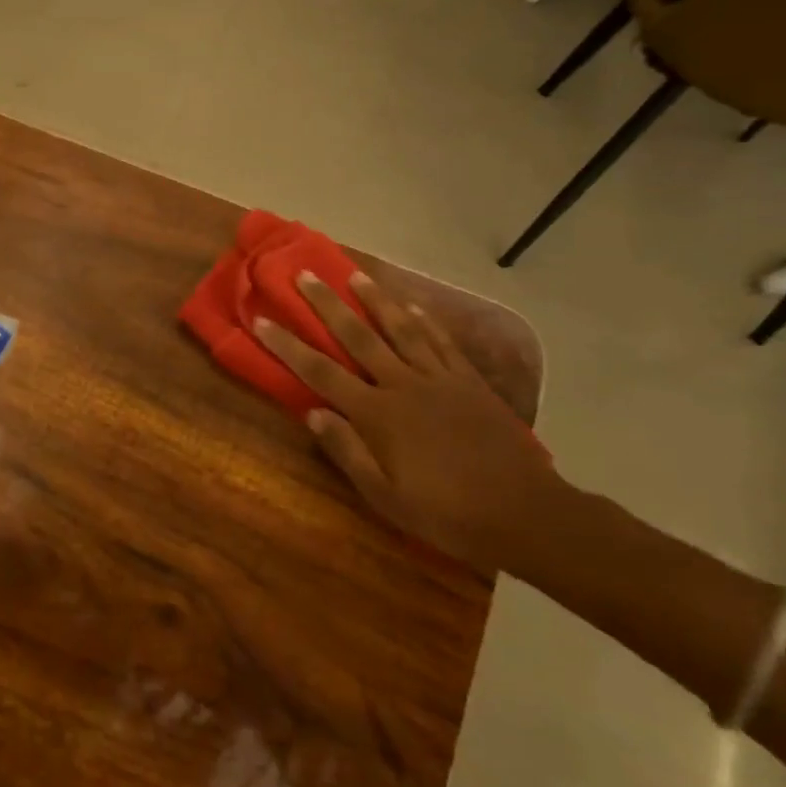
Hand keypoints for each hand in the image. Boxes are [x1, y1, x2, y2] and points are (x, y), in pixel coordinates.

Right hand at [254, 269, 567, 573]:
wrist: (523, 512)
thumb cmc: (445, 512)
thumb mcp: (385, 497)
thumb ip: (347, 452)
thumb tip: (312, 413)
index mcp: (377, 414)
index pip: (321, 372)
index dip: (288, 346)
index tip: (262, 320)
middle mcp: (403, 385)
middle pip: (357, 336)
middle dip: (327, 304)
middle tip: (306, 274)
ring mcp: (439, 378)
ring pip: (401, 328)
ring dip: (375, 299)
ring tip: (355, 274)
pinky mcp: (469, 381)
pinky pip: (442, 341)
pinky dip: (424, 320)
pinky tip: (412, 305)